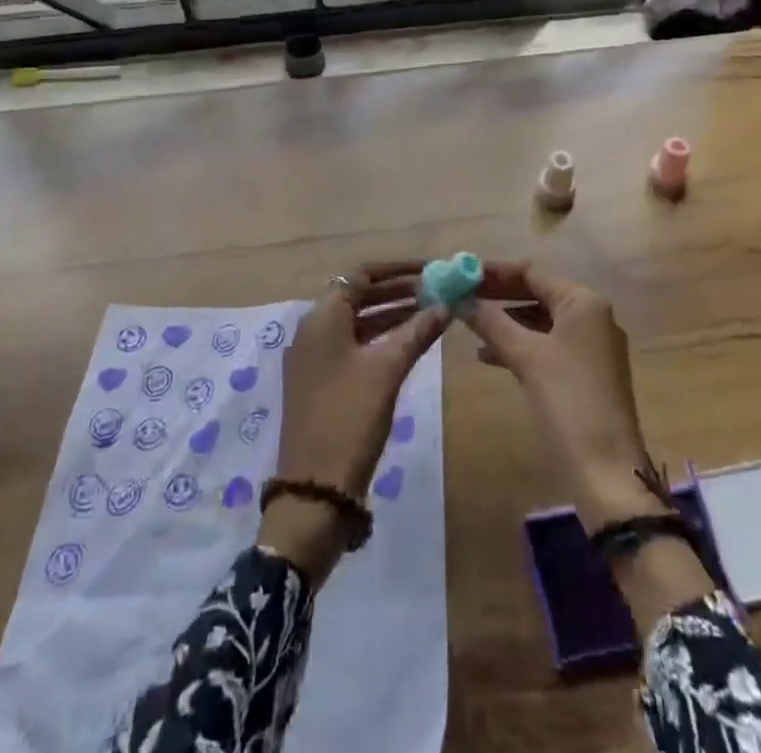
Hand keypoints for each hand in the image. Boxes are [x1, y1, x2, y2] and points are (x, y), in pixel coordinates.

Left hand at [259, 264, 448, 581]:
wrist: (315, 491)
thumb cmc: (350, 418)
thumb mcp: (387, 370)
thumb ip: (417, 331)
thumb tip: (446, 303)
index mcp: (322, 317)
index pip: (361, 274)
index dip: (397, 269)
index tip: (431, 269)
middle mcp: (314, 329)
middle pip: (358, 295)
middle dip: (397, 290)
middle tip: (437, 290)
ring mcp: (315, 358)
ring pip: (357, 322)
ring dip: (391, 314)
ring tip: (432, 312)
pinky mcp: (321, 382)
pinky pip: (354, 345)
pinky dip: (381, 338)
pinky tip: (411, 343)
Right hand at [459, 264, 662, 528]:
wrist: (607, 471)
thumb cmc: (568, 401)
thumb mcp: (525, 356)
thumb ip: (491, 322)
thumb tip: (459, 298)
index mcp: (584, 302)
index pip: (532, 273)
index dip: (495, 273)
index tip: (461, 273)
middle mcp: (592, 316)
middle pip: (537, 294)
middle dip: (499, 297)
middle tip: (461, 296)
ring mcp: (591, 346)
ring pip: (540, 321)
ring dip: (506, 322)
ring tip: (469, 326)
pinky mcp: (586, 373)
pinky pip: (547, 345)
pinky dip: (519, 345)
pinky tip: (489, 356)